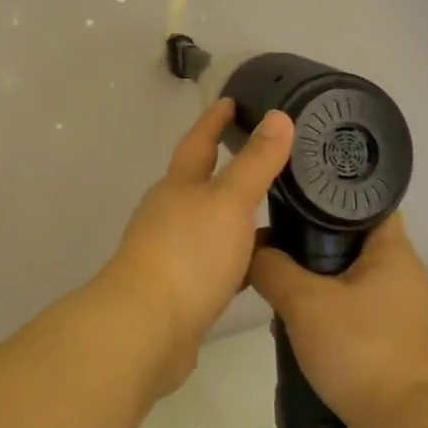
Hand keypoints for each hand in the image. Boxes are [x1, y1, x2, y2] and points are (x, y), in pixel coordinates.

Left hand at [99, 99, 294, 391]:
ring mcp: (173, 251)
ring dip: (236, 215)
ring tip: (276, 208)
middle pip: (201, 181)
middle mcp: (171, 212)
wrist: (148, 327)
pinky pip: (217, 262)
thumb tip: (279, 116)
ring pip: (211, 223)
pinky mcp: (182, 289)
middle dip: (228, 166)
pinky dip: (239, 257)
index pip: (199, 141)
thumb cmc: (189, 252)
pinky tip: (262, 264)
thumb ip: (256, 162)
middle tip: (267, 154)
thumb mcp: (228, 200)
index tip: (233, 100)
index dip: (215, 119)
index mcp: (178, 185)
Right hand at [250, 214, 427, 427]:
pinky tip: (306, 329)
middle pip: (355, 242)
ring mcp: (406, 312)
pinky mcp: (400, 343)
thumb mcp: (303, 302)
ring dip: (321, 284)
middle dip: (315, 245)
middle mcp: (406, 275)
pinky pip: (361, 313)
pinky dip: (335, 314)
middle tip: (279, 248)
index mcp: (394, 252)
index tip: (296, 198)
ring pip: (355, 280)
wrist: (404, 427)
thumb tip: (254, 250)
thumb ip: (272, 268)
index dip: (331, 195)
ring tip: (284, 292)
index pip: (367, 202)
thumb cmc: (359, 349)